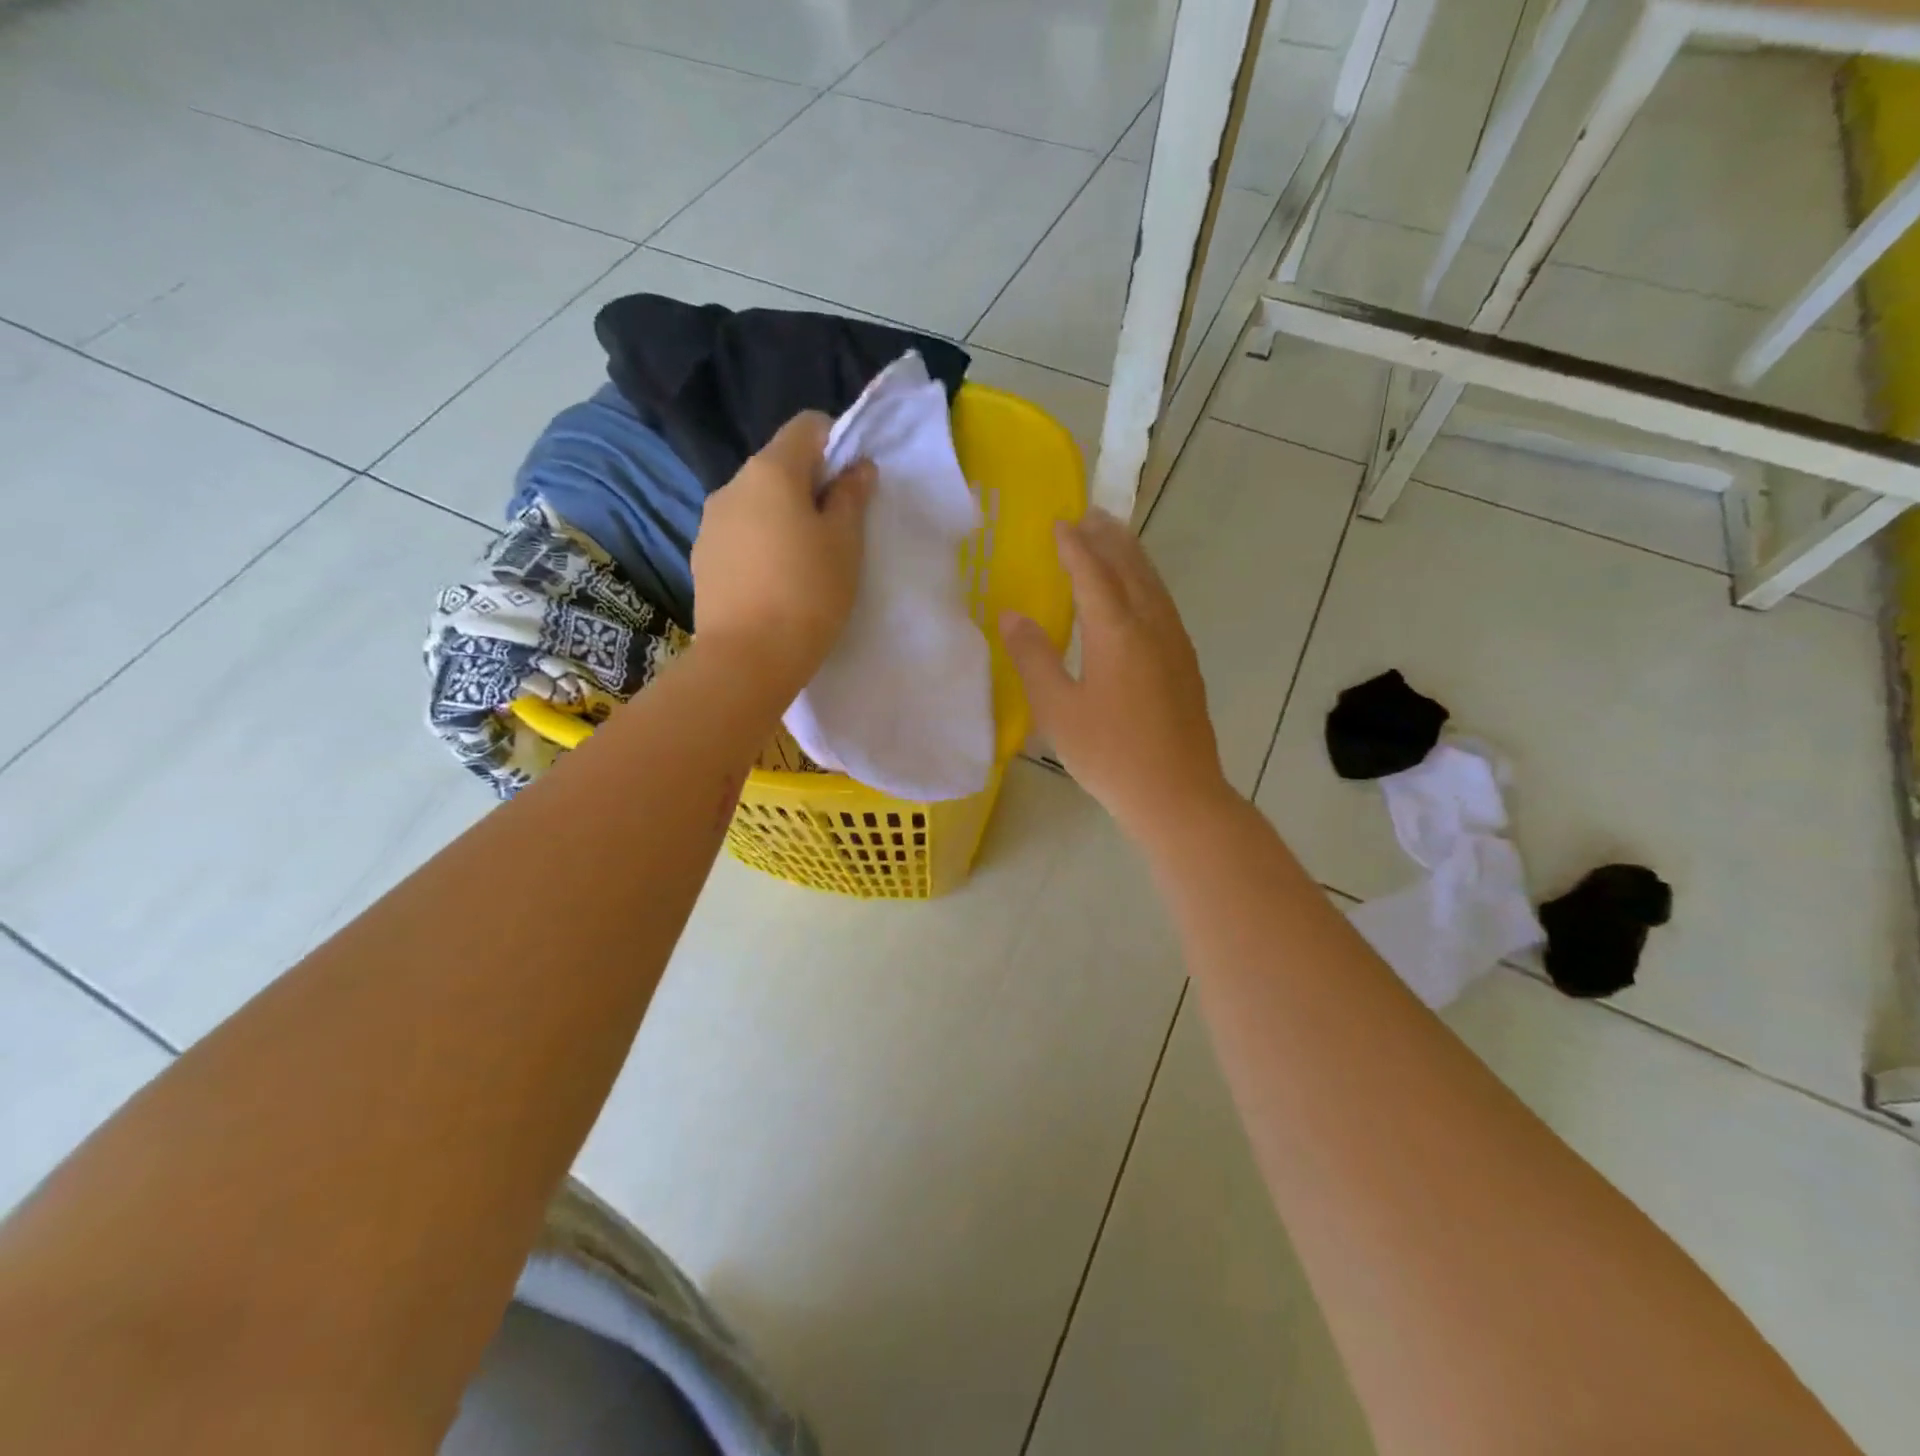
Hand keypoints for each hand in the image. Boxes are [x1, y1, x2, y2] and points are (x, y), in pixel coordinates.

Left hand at [692, 411, 874, 692]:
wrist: (747, 658)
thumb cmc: (808, 593)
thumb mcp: (845, 543)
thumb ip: (852, 497)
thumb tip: (857, 467)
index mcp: (771, 470)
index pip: (806, 426)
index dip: (836, 443)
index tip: (852, 483)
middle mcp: (732, 484)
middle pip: (778, 466)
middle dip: (809, 486)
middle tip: (835, 531)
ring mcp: (710, 522)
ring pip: (756, 503)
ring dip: (781, 518)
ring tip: (802, 563)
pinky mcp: (700, 558)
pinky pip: (738, 535)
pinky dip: (759, 544)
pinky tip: (773, 583)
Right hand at [999, 509, 1233, 840]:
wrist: (1177, 794)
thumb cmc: (1109, 754)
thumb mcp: (1057, 709)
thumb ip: (1033, 657)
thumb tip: (1011, 614)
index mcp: (1116, 631)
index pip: (1093, 572)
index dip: (1074, 546)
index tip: (1059, 522)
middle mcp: (1151, 625)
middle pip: (1131, 567)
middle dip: (1109, 538)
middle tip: (1090, 515)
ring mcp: (1175, 644)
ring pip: (1153, 584)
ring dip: (1132, 556)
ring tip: (1114, 540)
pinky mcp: (1186, 663)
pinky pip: (1163, 605)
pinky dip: (1146, 584)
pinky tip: (1138, 596)